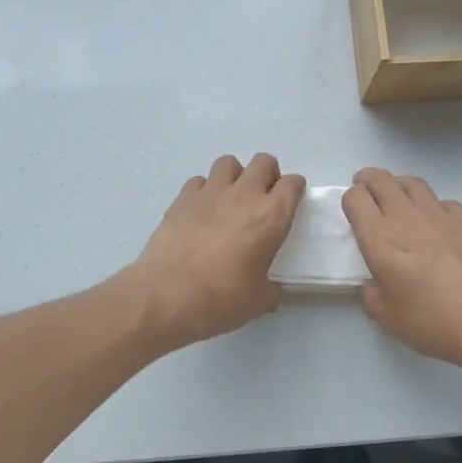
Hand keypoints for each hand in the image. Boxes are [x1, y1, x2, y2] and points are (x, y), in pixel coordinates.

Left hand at [123, 154, 304, 350]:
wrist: (167, 295)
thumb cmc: (221, 299)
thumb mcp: (259, 301)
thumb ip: (271, 289)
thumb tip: (272, 290)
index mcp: (271, 216)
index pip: (293, 184)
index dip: (294, 190)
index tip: (290, 202)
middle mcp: (244, 195)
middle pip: (263, 161)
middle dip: (268, 175)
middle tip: (262, 199)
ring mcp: (210, 192)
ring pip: (229, 163)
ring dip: (235, 176)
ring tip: (231, 199)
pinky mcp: (182, 197)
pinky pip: (199, 181)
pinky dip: (204, 190)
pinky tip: (201, 211)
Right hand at [343, 168, 461, 373]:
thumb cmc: (435, 322)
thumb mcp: (390, 320)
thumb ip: (372, 299)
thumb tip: (371, 287)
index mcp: (380, 239)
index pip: (355, 198)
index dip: (350, 200)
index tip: (353, 212)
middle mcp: (406, 217)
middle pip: (380, 179)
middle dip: (368, 180)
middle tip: (367, 192)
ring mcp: (439, 214)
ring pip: (412, 182)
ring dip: (399, 186)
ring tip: (398, 200)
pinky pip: (442, 201)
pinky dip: (433, 205)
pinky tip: (437, 223)